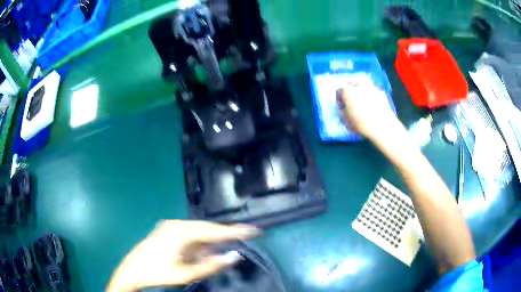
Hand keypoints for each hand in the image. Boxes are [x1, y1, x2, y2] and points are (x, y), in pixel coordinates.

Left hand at [107, 220, 259, 291]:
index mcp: (182, 233)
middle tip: (245, 235)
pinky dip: (200, 241)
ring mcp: (170, 226)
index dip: (236, 231)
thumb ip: (212, 265)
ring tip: (227, 244)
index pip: (215, 231)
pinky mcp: (167, 230)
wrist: (132, 270)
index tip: (254, 230)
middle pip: (208, 228)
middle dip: (225, 234)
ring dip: (212, 239)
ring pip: (199, 230)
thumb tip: (234, 256)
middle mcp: (177, 225)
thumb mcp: (188, 274)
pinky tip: (205, 249)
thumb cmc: (160, 274)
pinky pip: (189, 233)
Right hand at [336, 81, 398, 140]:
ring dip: (361, 92)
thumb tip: (343, 108)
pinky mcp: (381, 92)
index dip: (339, 99)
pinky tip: (373, 106)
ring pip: (363, 86)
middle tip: (352, 102)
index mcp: (348, 91)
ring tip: (363, 103)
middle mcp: (359, 85)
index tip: (342, 106)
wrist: (383, 126)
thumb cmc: (361, 124)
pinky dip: (371, 96)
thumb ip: (342, 112)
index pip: (339, 90)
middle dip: (350, 92)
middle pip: (352, 84)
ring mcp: (371, 87)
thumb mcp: (346, 121)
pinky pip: (373, 92)